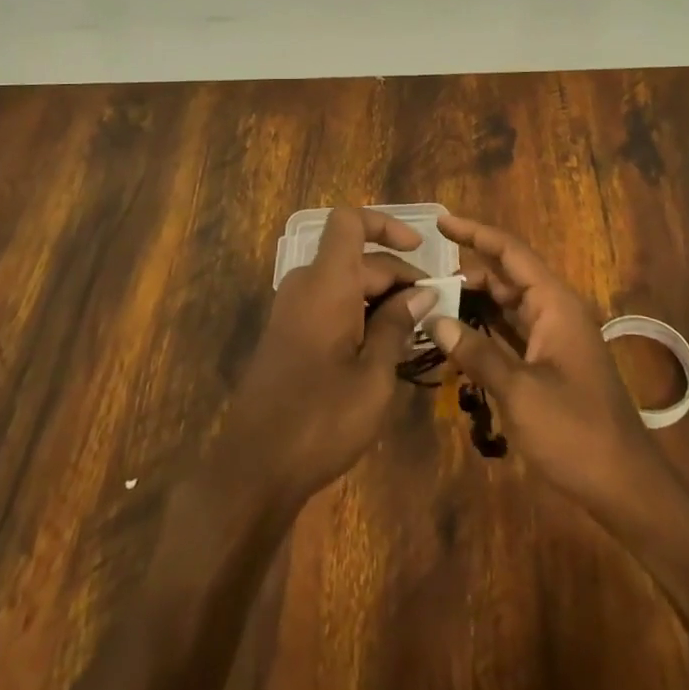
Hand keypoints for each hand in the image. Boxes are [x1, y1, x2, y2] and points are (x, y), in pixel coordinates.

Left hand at [213, 207, 436, 508]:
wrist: (254, 467)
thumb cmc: (321, 419)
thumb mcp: (374, 375)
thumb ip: (398, 325)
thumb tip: (421, 292)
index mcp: (327, 283)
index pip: (350, 221)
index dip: (385, 224)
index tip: (420, 249)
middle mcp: (306, 285)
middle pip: (357, 258)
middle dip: (397, 277)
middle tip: (434, 312)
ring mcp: (293, 310)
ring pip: (345, 283)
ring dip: (381, 299)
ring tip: (416, 334)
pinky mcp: (289, 334)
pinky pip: (330, 305)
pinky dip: (360, 314)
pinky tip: (385, 350)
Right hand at [430, 215, 663, 513]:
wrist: (626, 488)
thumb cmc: (575, 432)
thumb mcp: (519, 391)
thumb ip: (476, 352)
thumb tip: (437, 320)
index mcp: (555, 304)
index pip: (511, 252)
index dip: (476, 233)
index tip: (441, 222)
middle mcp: (556, 312)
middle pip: (507, 277)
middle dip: (468, 273)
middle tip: (425, 277)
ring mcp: (555, 339)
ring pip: (509, 306)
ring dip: (475, 302)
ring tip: (434, 301)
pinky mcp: (552, 365)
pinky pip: (513, 332)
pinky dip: (487, 329)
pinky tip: (459, 336)